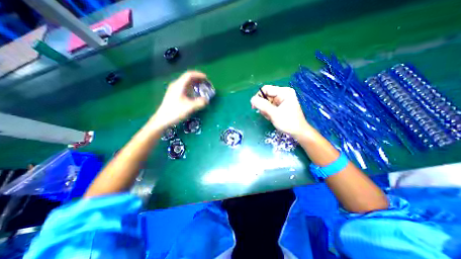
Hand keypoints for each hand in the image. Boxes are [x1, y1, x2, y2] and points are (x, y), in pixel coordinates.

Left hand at [151, 71, 208, 129]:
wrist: (162, 120)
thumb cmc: (175, 112)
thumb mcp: (190, 107)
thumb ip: (200, 103)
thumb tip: (207, 100)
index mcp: (179, 85)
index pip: (189, 75)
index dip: (199, 75)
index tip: (206, 78)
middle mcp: (176, 85)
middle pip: (188, 78)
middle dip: (197, 79)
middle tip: (206, 83)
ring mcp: (174, 90)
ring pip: (186, 84)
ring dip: (195, 84)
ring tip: (202, 88)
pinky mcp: (174, 95)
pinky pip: (184, 88)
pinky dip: (191, 89)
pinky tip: (194, 94)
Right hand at [251, 85, 311, 137]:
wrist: (298, 132)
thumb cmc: (288, 122)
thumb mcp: (274, 113)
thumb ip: (263, 105)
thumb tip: (252, 99)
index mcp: (284, 92)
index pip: (266, 89)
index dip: (258, 97)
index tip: (254, 107)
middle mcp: (283, 94)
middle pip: (266, 96)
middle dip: (263, 106)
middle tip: (266, 114)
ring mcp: (282, 100)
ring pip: (266, 102)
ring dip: (265, 110)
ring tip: (270, 117)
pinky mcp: (280, 105)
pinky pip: (270, 106)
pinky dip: (268, 112)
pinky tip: (272, 117)